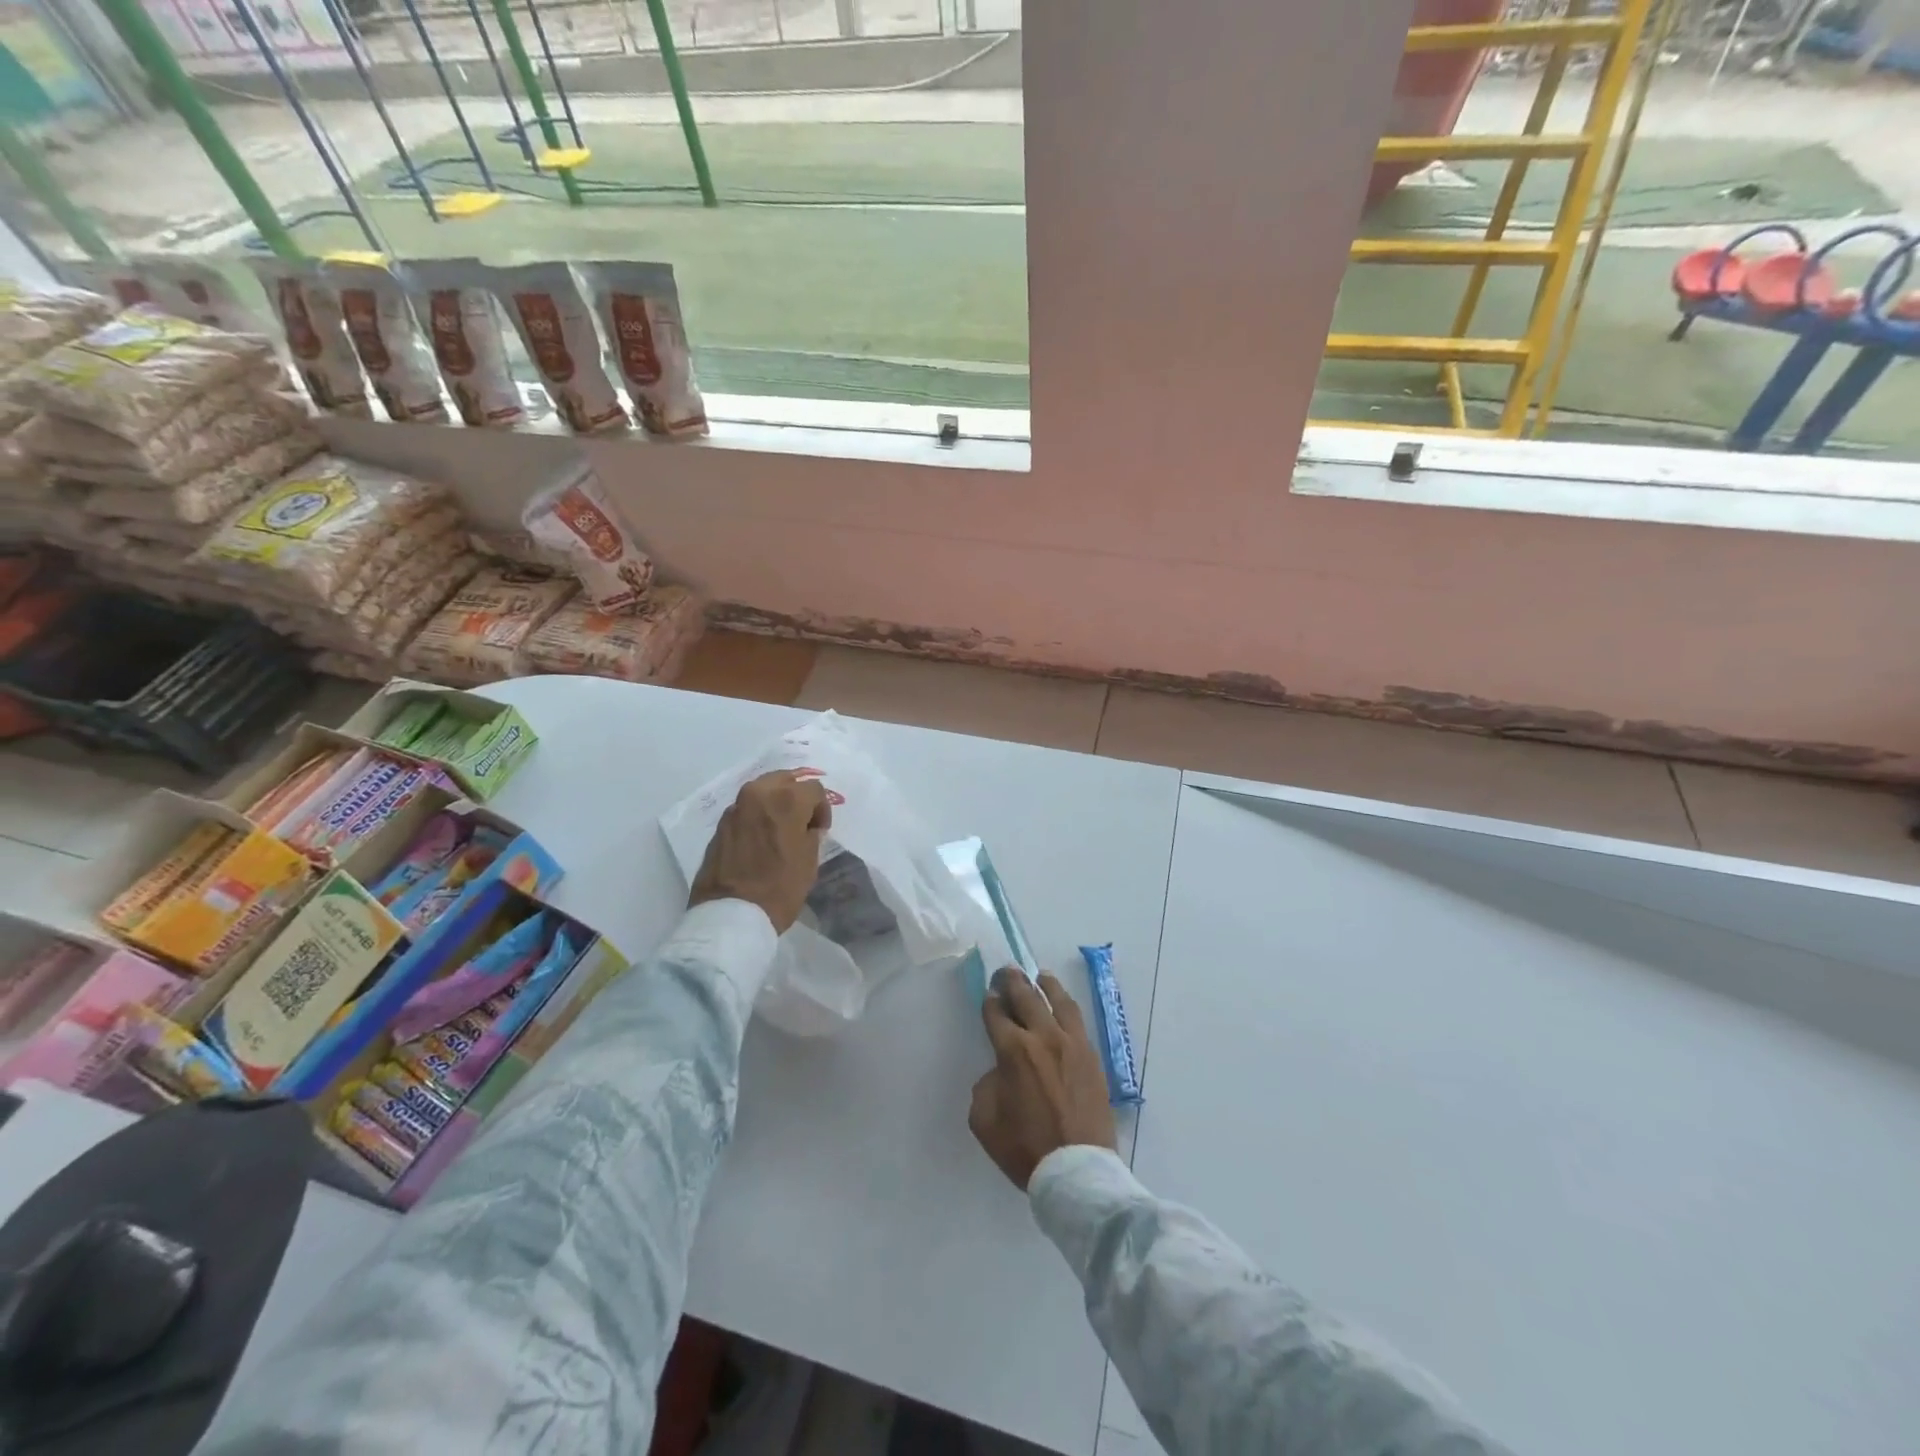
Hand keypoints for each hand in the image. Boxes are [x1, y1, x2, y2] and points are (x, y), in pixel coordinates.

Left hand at [689, 771, 831, 933]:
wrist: (730, 914)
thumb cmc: (779, 887)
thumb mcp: (809, 860)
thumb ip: (811, 833)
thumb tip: (808, 826)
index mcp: (787, 799)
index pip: (814, 789)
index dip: (822, 809)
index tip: (820, 830)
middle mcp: (759, 794)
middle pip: (785, 779)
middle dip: (797, 796)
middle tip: (802, 820)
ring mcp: (736, 807)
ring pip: (763, 790)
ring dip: (775, 802)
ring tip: (780, 828)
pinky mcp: (721, 823)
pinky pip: (746, 808)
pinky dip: (757, 815)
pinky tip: (761, 837)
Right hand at [969, 968, 1116, 1190]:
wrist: (1077, 1170)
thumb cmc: (1025, 1148)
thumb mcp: (984, 1119)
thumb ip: (987, 1084)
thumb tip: (1001, 1070)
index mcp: (1013, 1050)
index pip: (997, 1014)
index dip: (990, 1002)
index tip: (989, 995)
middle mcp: (1044, 1037)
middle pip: (1027, 997)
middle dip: (1013, 981)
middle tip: (1007, 971)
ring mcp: (1072, 1044)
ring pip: (1058, 1001)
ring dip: (1046, 985)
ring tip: (1039, 976)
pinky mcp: (1091, 1056)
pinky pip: (1077, 1021)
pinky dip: (1066, 1007)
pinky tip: (1062, 1005)